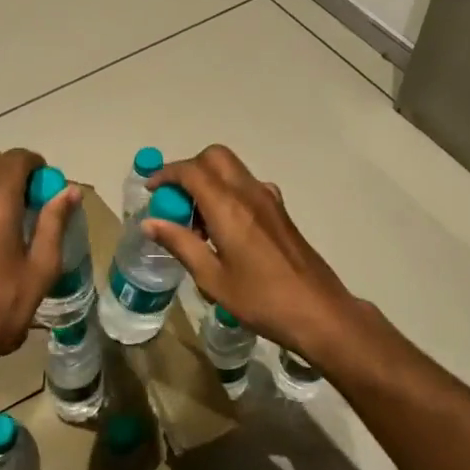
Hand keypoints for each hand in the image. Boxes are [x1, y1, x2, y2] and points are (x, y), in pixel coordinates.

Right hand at [142, 144, 362, 364]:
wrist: (319, 312)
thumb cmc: (262, 300)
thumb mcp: (212, 278)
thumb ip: (180, 244)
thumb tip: (150, 222)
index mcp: (229, 207)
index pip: (191, 171)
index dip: (166, 174)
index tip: (151, 191)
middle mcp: (249, 193)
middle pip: (214, 157)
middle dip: (189, 169)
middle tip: (175, 202)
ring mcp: (269, 199)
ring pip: (232, 169)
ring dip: (209, 182)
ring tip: (197, 224)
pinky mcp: (280, 211)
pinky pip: (247, 186)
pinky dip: (227, 193)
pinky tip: (224, 231)